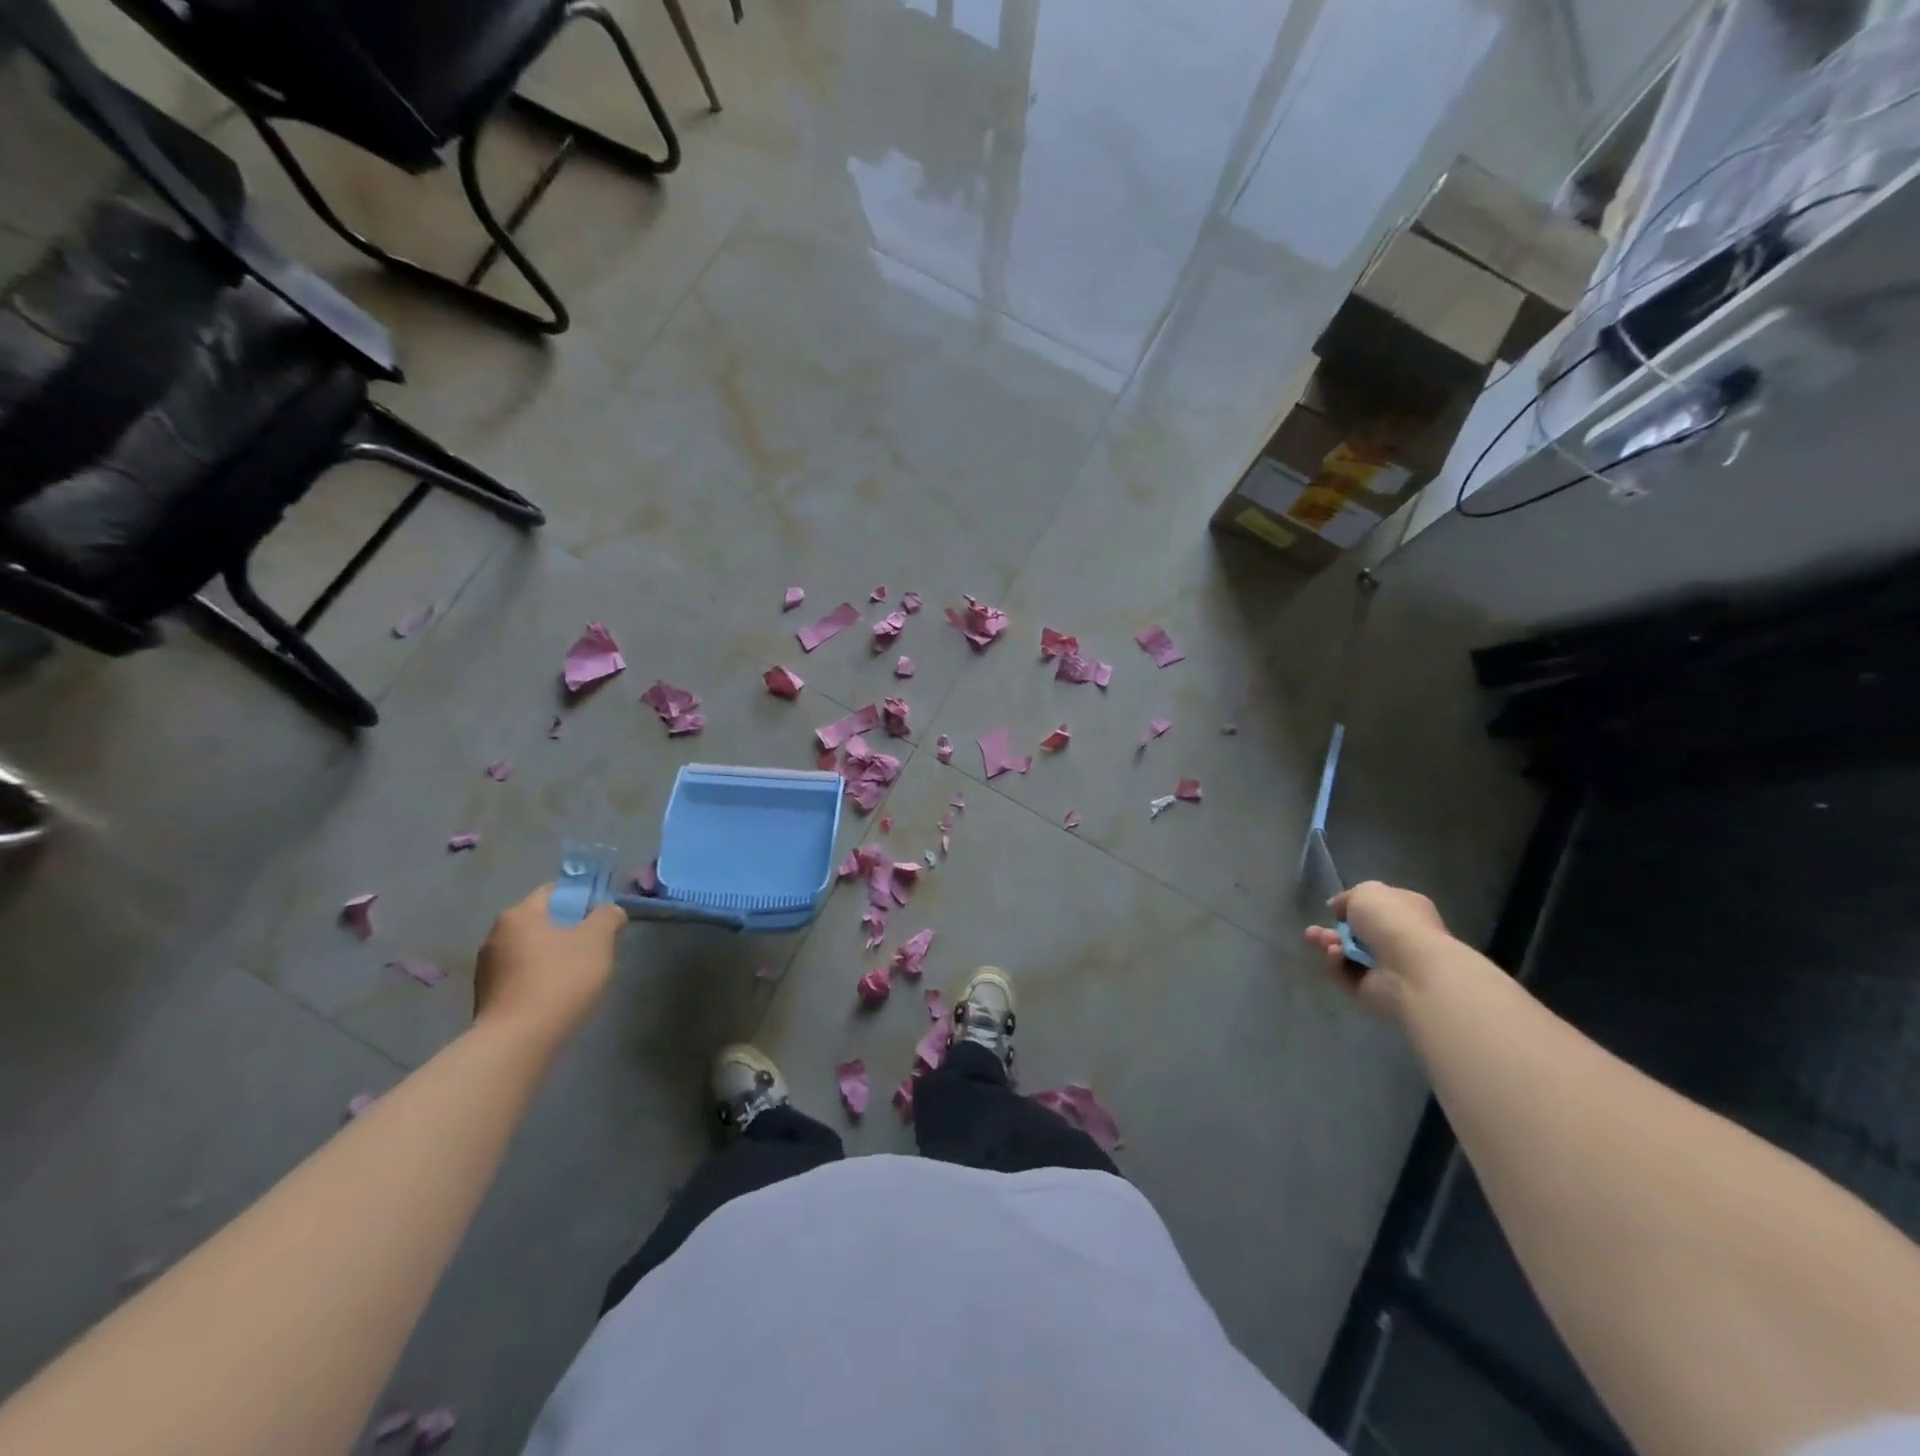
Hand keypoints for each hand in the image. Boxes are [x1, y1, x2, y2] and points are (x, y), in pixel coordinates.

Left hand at [473, 885, 623, 1045]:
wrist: (518, 1042)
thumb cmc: (560, 979)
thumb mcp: (598, 940)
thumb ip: (608, 916)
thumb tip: (608, 911)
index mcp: (519, 915)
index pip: (553, 891)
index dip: (581, 898)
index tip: (601, 917)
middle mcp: (495, 936)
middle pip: (541, 922)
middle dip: (568, 930)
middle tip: (595, 948)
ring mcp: (486, 969)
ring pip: (531, 951)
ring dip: (554, 957)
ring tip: (578, 977)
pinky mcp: (487, 998)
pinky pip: (521, 977)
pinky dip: (540, 980)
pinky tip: (557, 997)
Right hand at [1305, 880, 1450, 1023]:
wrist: (1410, 970)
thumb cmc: (1393, 922)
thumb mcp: (1365, 892)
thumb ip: (1348, 898)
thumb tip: (1339, 910)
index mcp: (1407, 912)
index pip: (1377, 909)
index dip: (1352, 908)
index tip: (1332, 909)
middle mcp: (1399, 940)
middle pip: (1357, 935)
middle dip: (1331, 931)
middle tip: (1313, 931)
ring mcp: (1387, 968)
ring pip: (1347, 955)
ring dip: (1329, 945)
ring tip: (1317, 940)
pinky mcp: (1373, 991)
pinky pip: (1346, 975)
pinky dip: (1336, 965)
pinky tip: (1336, 956)